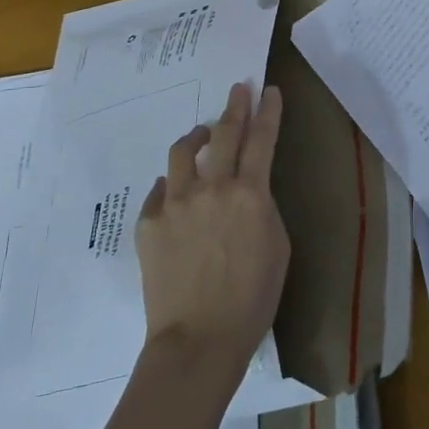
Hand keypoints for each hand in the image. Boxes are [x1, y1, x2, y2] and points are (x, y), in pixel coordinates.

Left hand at [136, 82, 289, 374]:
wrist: (199, 339)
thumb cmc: (253, 298)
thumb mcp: (278, 246)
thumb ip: (263, 208)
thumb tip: (248, 191)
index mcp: (250, 194)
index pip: (262, 139)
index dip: (268, 111)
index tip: (268, 90)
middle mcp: (212, 188)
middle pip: (224, 134)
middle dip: (235, 107)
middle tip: (237, 89)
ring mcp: (176, 203)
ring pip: (183, 152)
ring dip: (197, 136)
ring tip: (202, 134)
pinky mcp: (150, 222)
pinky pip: (160, 191)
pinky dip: (171, 184)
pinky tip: (175, 190)